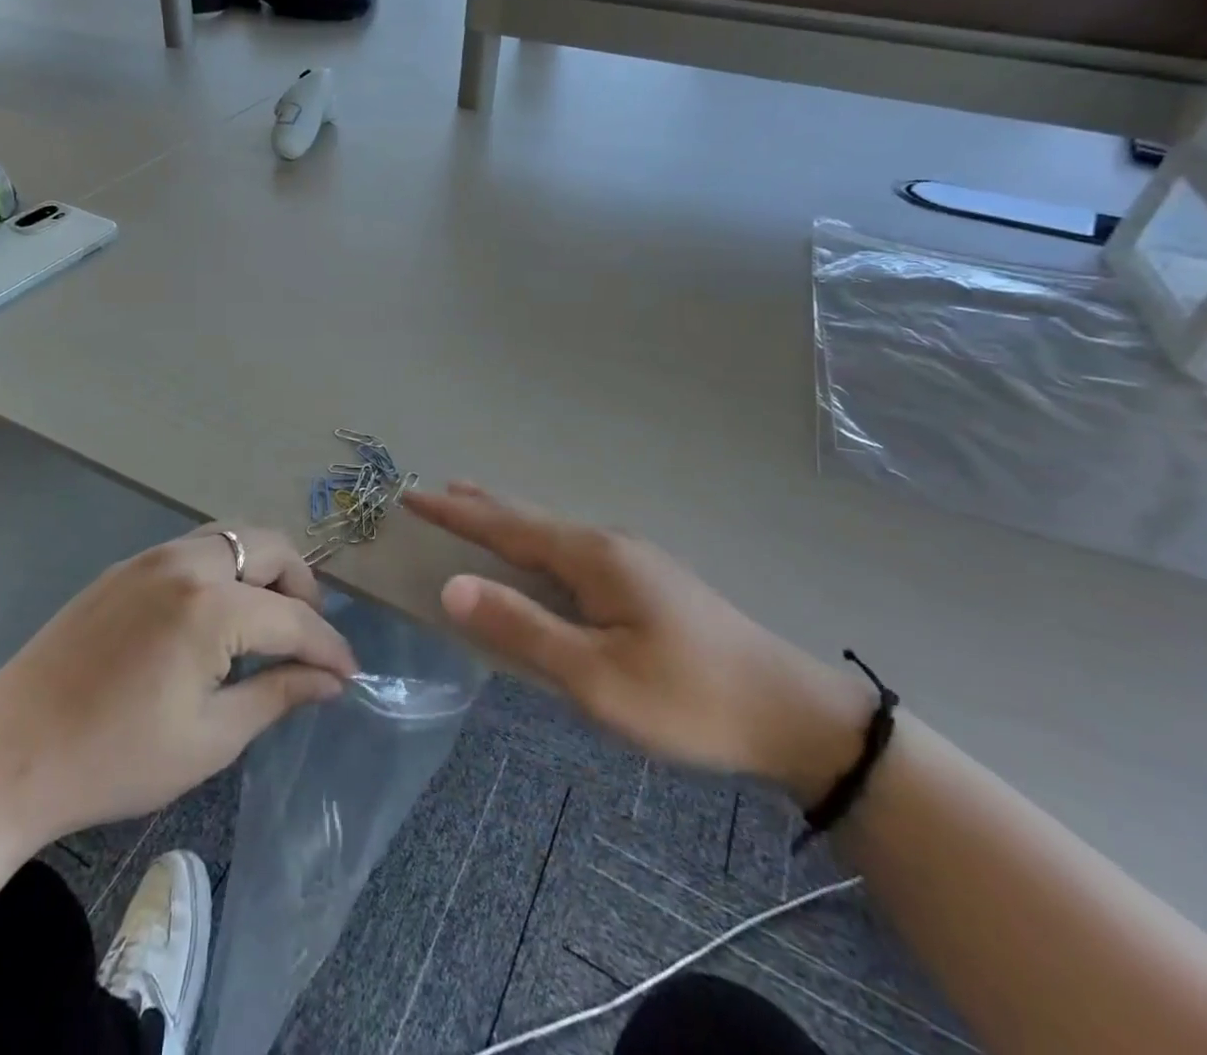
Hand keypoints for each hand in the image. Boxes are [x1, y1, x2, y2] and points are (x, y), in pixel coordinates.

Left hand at [0, 526, 357, 850]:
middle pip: (271, 548)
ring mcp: (151, 557)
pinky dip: (226, 570)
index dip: (328, 647)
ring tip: (266, 623)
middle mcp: (186, 562)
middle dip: (302, 589)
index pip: (293, 617)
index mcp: (210, 606)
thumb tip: (330, 680)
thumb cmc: (114, 760)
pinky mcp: (125, 567)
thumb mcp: (209, 738)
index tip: (349, 674)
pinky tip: (216, 617)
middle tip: (306, 639)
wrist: (5, 757)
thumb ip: (278, 695)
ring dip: (263, 571)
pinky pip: (196, 549)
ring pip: (233, 538)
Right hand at [406, 483, 870, 801]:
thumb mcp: (596, 677)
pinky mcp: (648, 582)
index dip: (456, 512)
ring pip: (554, 532)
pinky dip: (537, 542)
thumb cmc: (688, 700)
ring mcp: (633, 560)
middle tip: (437, 493)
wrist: (793, 714)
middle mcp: (609, 544)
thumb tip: (453, 586)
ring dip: (509, 520)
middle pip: (530, 517)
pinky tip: (541, 556)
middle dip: (479, 506)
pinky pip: (573, 551)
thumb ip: (522, 629)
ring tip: (477, 508)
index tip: (414, 494)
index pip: (506, 525)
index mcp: (592, 557)